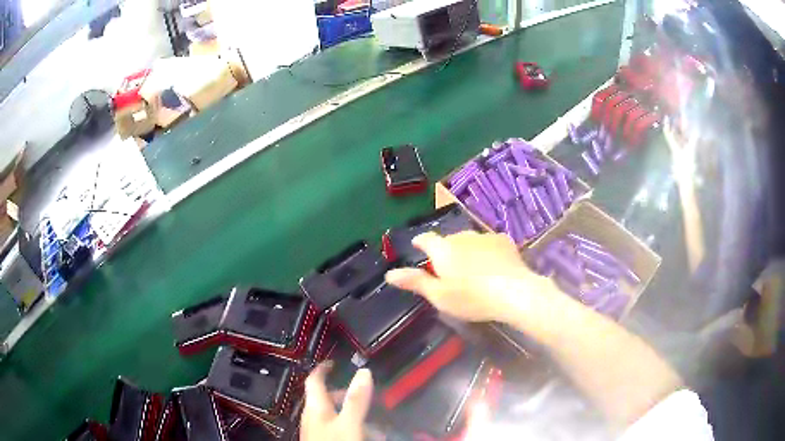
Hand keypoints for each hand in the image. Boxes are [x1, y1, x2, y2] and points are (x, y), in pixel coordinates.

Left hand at [301, 363, 372, 440]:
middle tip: (362, 394)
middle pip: (325, 398)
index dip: (323, 369)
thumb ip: (356, 399)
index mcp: (314, 406)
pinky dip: (348, 425)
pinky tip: (362, 433)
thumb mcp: (349, 422)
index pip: (314, 380)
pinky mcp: (320, 439)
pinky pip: (335, 427)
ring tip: (368, 418)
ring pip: (332, 414)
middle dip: (344, 394)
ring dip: (349, 412)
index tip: (333, 362)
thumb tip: (364, 371)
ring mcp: (314, 429)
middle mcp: (311, 416)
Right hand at [385, 231, 543, 321]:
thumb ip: (415, 282)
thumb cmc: (471, 298)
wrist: (513, 292)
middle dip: (445, 251)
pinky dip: (486, 251)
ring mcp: (484, 236)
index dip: (420, 243)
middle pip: (448, 241)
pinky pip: (488, 243)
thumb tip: (389, 274)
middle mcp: (461, 236)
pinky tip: (492, 266)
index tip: (418, 247)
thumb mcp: (439, 296)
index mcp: (442, 249)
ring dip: (466, 251)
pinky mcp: (503, 240)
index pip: (425, 239)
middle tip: (449, 270)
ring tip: (472, 269)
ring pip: (469, 241)